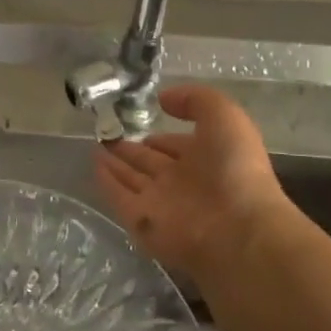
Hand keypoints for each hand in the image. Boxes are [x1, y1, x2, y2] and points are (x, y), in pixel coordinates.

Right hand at [93, 84, 294, 282]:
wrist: (237, 230)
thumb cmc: (235, 169)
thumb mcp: (225, 117)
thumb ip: (195, 100)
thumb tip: (163, 99)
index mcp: (207, 160)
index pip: (177, 146)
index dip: (161, 137)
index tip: (141, 124)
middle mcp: (183, 182)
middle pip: (151, 163)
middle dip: (132, 149)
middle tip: (109, 133)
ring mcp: (162, 203)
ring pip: (133, 179)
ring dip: (116, 164)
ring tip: (95, 145)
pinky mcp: (142, 221)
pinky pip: (119, 197)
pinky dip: (107, 182)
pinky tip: (94, 166)